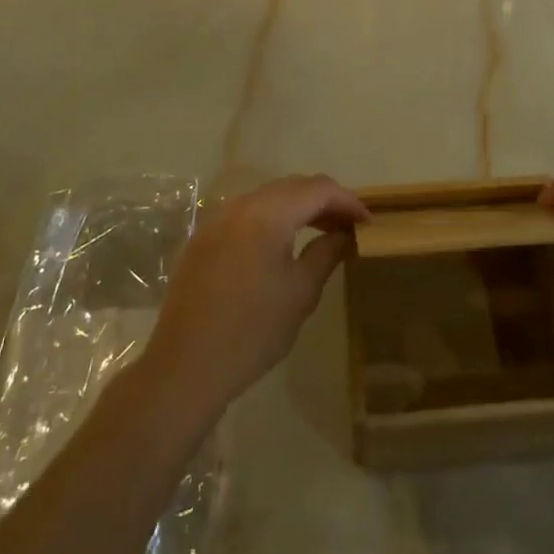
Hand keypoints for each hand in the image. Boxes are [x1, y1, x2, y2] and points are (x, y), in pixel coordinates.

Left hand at [138, 175, 369, 421]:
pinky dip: (272, 218)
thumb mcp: (300, 292)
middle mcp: (240, 205)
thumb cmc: (252, 331)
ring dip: (297, 207)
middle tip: (348, 225)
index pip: (317, 189)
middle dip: (323, 200)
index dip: (348, 201)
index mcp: (267, 213)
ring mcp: (216, 219)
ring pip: (268, 197)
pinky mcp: (203, 238)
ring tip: (321, 231)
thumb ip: (326, 252)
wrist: (185, 367)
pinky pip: (246, 213)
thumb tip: (345, 233)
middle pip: (291, 186)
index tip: (368, 221)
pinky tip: (282, 243)